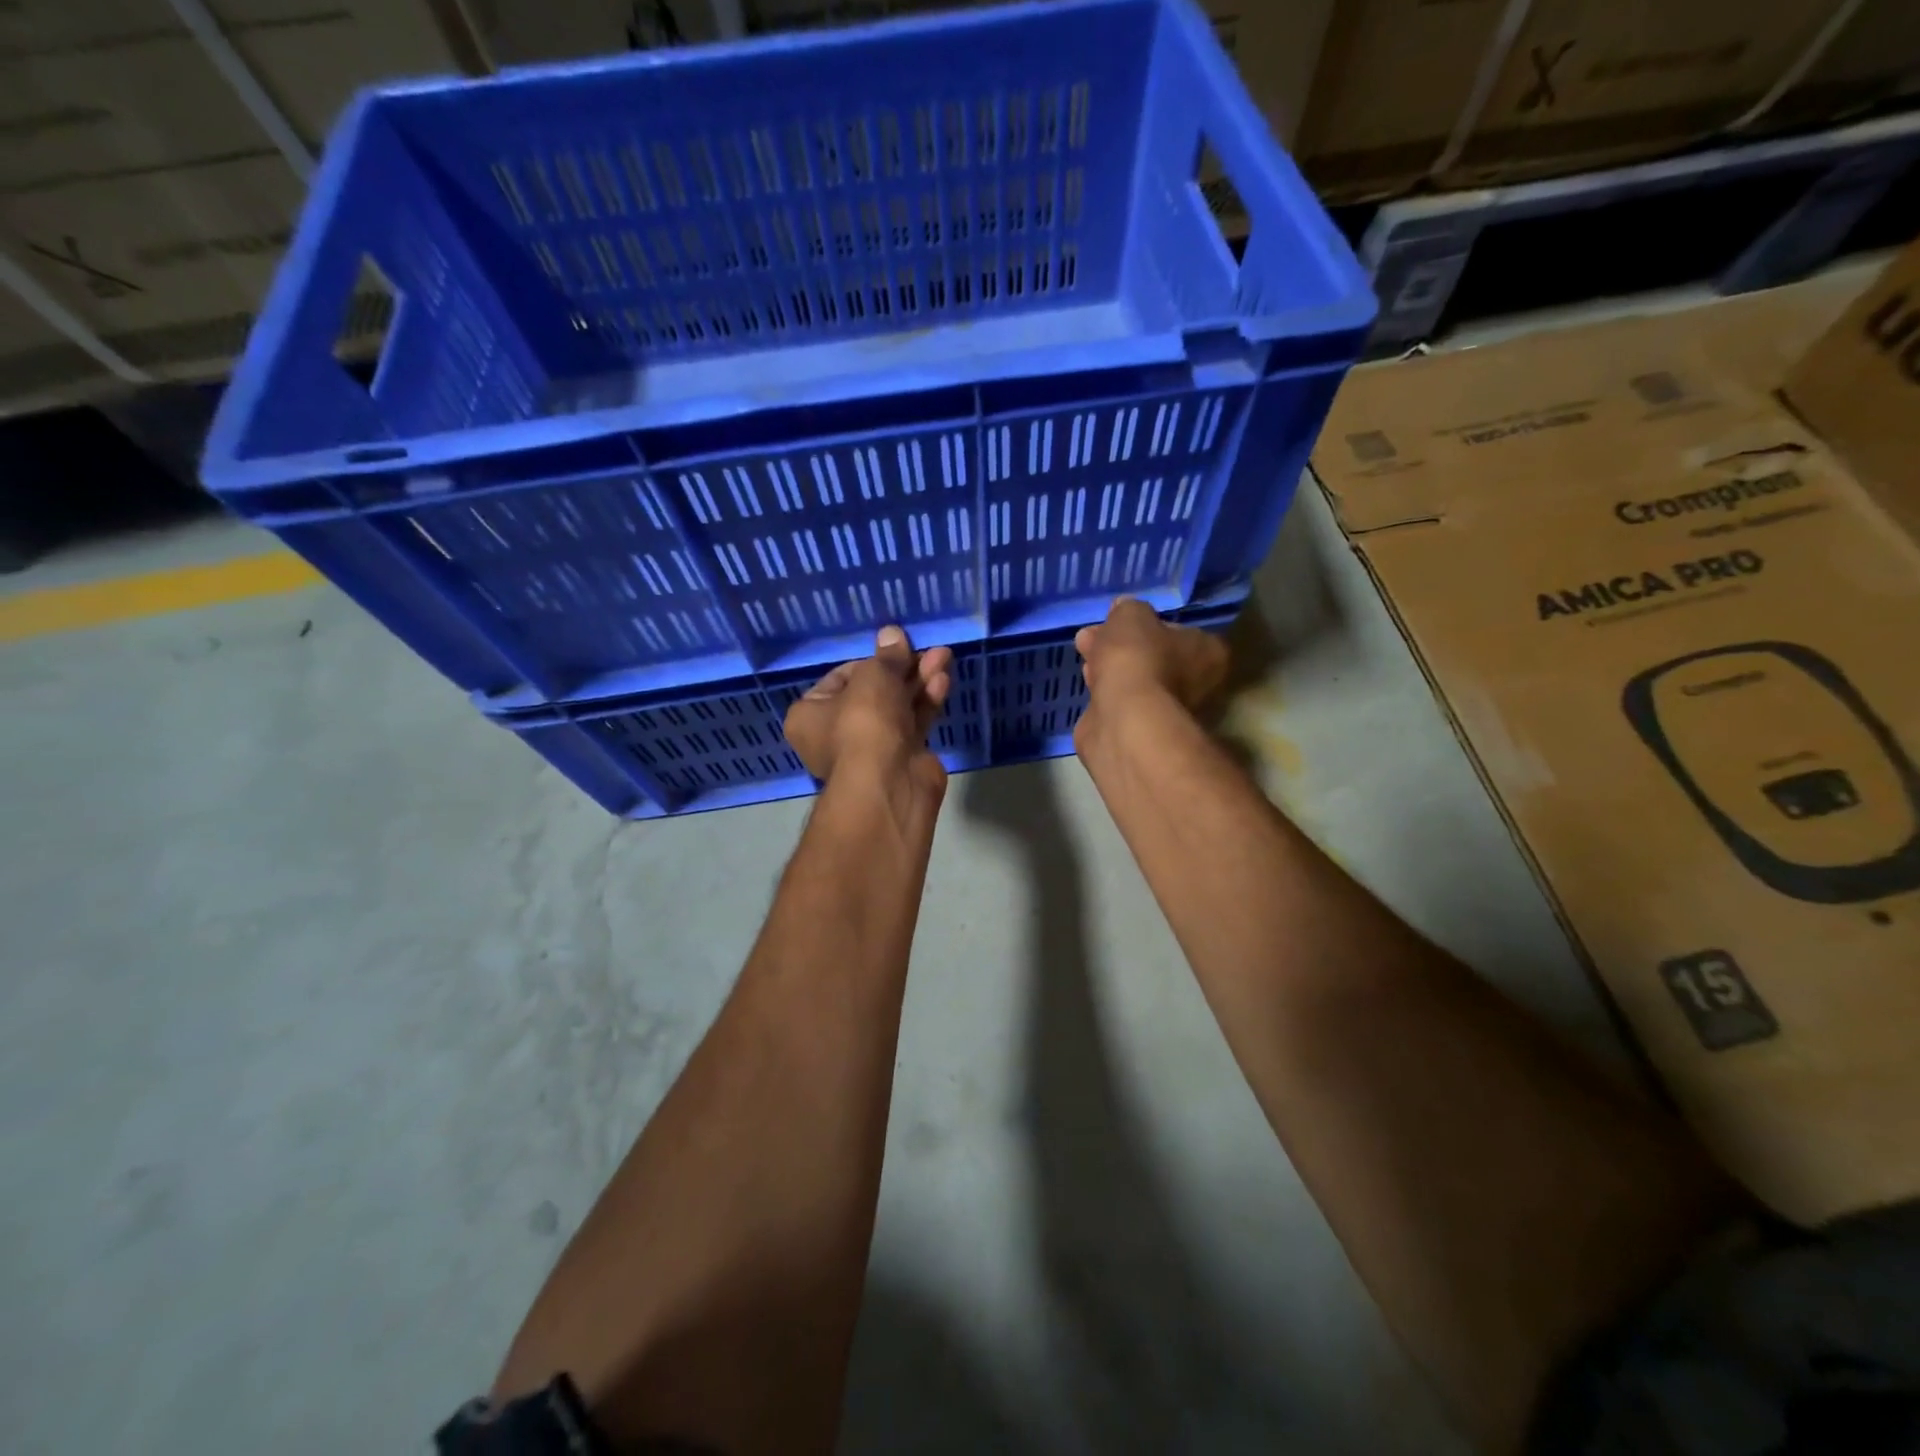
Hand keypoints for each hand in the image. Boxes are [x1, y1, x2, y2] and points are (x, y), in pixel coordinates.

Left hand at [784, 626, 953, 795]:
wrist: (889, 783)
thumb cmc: (864, 723)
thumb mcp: (874, 677)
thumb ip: (887, 656)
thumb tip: (893, 634)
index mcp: (810, 715)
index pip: (840, 678)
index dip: (869, 661)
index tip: (893, 650)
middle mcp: (836, 733)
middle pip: (873, 692)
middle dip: (902, 669)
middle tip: (926, 649)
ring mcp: (871, 748)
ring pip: (897, 706)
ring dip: (919, 680)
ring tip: (943, 655)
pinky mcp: (901, 757)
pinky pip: (913, 722)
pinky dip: (926, 701)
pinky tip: (943, 680)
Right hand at [1074, 598, 1228, 715]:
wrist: (1124, 718)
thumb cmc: (1139, 658)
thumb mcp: (1132, 615)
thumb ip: (1129, 610)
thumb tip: (1123, 611)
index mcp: (1208, 653)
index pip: (1181, 633)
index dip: (1149, 625)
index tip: (1122, 621)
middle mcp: (1196, 685)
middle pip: (1154, 657)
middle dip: (1122, 646)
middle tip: (1093, 634)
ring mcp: (1167, 712)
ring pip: (1135, 681)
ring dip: (1110, 667)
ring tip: (1083, 651)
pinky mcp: (1140, 731)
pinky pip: (1119, 703)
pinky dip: (1104, 693)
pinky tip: (1087, 683)